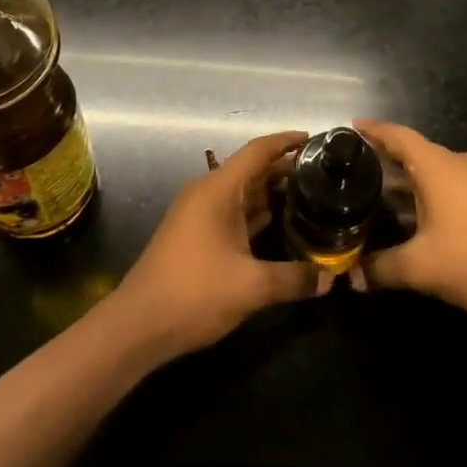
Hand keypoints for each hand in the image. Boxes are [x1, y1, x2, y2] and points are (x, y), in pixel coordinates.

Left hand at [112, 131, 320, 361]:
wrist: (138, 326)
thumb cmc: (195, 293)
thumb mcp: (251, 286)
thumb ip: (293, 279)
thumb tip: (328, 279)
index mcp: (218, 189)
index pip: (258, 151)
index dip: (286, 141)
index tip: (314, 139)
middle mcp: (207, 193)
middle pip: (251, 170)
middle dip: (284, 168)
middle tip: (321, 173)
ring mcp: (199, 214)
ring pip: (242, 192)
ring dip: (271, 191)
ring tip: (308, 194)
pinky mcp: (196, 236)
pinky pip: (233, 212)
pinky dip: (256, 212)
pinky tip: (279, 222)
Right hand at [358, 120, 466, 325]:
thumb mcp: (421, 268)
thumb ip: (382, 268)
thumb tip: (354, 277)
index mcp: (437, 166)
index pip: (398, 135)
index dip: (373, 130)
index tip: (351, 127)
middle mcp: (457, 164)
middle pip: (414, 152)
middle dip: (384, 159)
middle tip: (353, 170)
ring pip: (432, 172)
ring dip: (405, 181)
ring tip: (375, 195)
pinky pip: (448, 186)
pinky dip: (425, 193)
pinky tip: (412, 218)